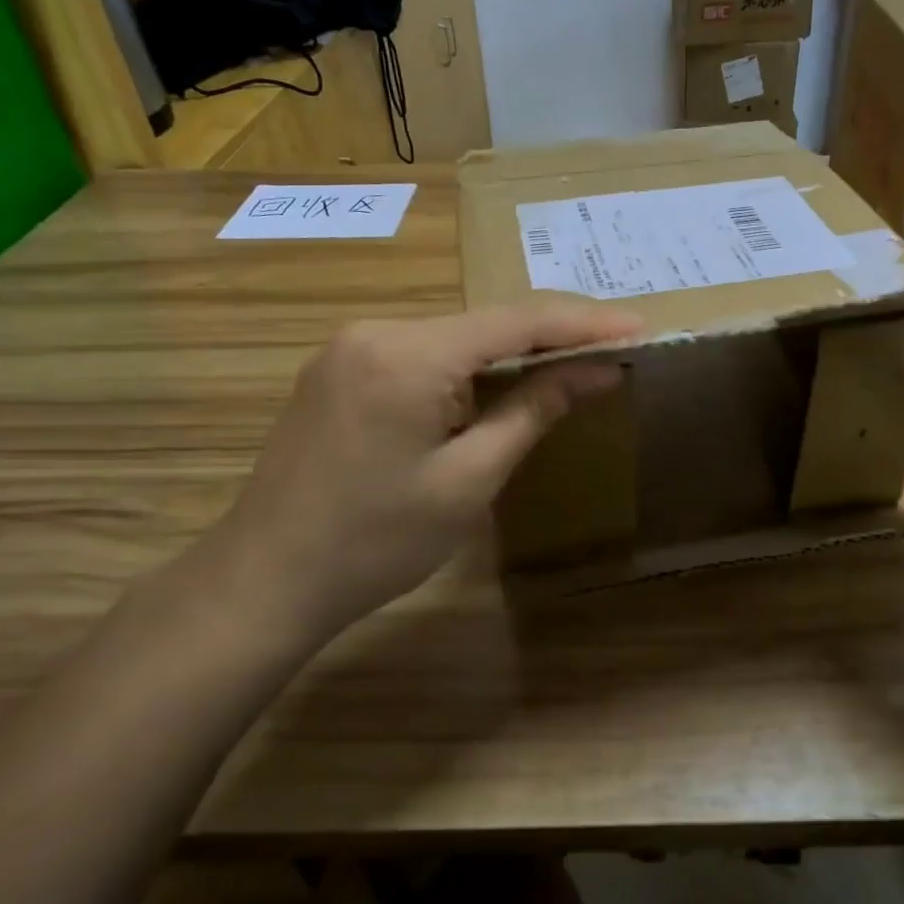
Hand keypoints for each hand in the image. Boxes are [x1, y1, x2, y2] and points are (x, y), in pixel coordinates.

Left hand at [204, 302, 638, 646]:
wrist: (264, 582)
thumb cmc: (375, 542)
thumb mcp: (468, 480)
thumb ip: (533, 411)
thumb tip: (596, 370)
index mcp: (408, 354)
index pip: (516, 322)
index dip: (584, 323)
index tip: (639, 327)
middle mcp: (376, 331)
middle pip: (484, 323)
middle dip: (551, 336)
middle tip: (613, 347)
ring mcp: (351, 348)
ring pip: (454, 338)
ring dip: (511, 352)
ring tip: (571, 364)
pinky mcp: (339, 369)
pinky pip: (422, 354)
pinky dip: (469, 367)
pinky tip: (499, 386)